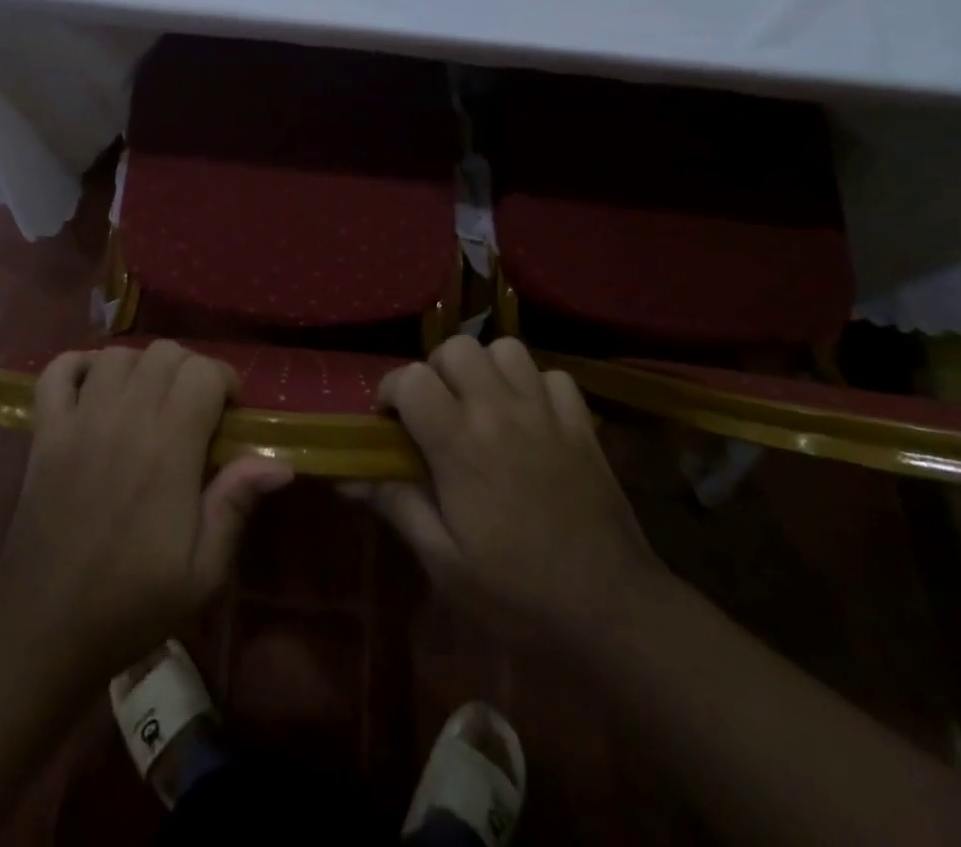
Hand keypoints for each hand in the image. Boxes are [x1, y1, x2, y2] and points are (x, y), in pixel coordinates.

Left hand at [0, 341, 292, 680]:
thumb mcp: (202, 572)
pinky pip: (57, 370)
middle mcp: (124, 419)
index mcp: (168, 448)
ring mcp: (79, 420)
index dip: (225, 380)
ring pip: (118, 355)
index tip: (230, 411)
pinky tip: (95, 385)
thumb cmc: (132, 602)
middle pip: (164, 353)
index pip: (203, 372)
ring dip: (142, 366)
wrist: (45, 628)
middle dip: (189, 369)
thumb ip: (235, 504)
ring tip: (150, 399)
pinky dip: (78, 365)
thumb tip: (279, 462)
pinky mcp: (45, 431)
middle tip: (195, 407)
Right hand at [346, 337, 663, 645]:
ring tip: (482, 404)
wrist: (614, 613)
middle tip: (437, 410)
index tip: (391, 422)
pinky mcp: (582, 424)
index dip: (391, 391)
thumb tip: (346, 476)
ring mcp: (546, 413)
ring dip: (485, 368)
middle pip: (456, 348)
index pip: (411, 379)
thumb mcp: (444, 563)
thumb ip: (397, 505)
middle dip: (436, 370)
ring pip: (505, 349)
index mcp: (460, 444)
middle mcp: (500, 412)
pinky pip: (553, 375)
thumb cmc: (518, 595)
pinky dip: (535, 385)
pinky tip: (530, 416)